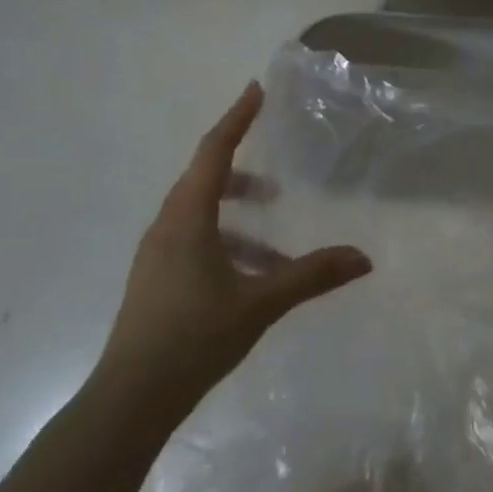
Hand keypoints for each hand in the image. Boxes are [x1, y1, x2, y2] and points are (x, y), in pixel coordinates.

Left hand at [97, 81, 372, 402]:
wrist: (129, 401)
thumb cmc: (193, 337)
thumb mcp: (260, 302)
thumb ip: (311, 275)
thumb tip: (363, 258)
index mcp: (187, 218)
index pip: (214, 151)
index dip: (237, 118)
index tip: (255, 90)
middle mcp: (167, 226)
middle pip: (205, 179)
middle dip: (242, 170)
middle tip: (278, 180)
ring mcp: (157, 255)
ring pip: (200, 215)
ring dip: (238, 217)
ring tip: (277, 241)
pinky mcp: (156, 280)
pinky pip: (195, 241)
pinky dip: (227, 243)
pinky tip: (254, 278)